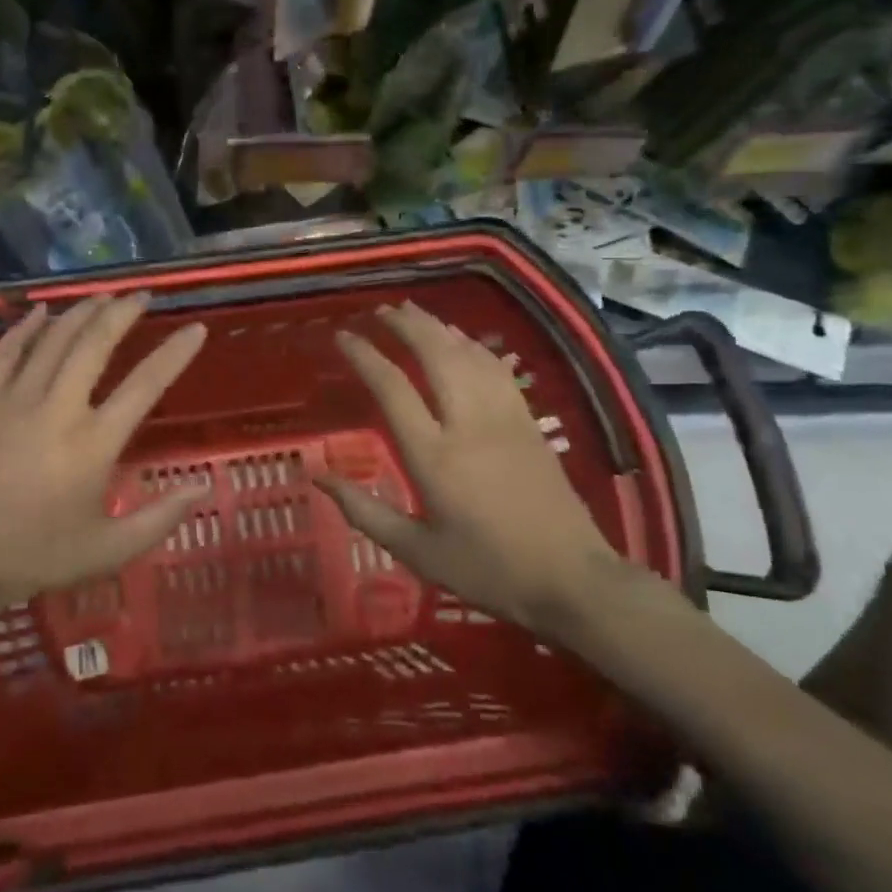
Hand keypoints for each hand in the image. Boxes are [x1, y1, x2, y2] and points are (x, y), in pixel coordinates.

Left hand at [0, 293, 208, 626]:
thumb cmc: (33, 557)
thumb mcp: (108, 551)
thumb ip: (160, 519)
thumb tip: (202, 485)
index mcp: (94, 443)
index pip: (145, 385)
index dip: (175, 353)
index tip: (195, 328)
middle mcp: (58, 408)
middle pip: (96, 343)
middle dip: (123, 313)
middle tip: (141, 296)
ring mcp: (13, 398)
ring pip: (54, 339)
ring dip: (82, 312)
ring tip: (103, 296)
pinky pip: (7, 350)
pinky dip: (26, 327)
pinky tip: (41, 312)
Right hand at [316, 301, 619, 634]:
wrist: (572, 580)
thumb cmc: (488, 569)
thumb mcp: (417, 552)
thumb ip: (364, 512)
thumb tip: (319, 478)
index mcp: (433, 457)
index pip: (392, 389)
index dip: (365, 356)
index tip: (342, 337)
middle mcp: (467, 424)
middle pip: (434, 354)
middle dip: (404, 325)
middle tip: (379, 311)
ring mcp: (503, 417)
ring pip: (467, 354)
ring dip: (437, 326)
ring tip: (412, 311)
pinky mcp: (528, 421)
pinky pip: (497, 368)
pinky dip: (473, 345)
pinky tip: (461, 339)